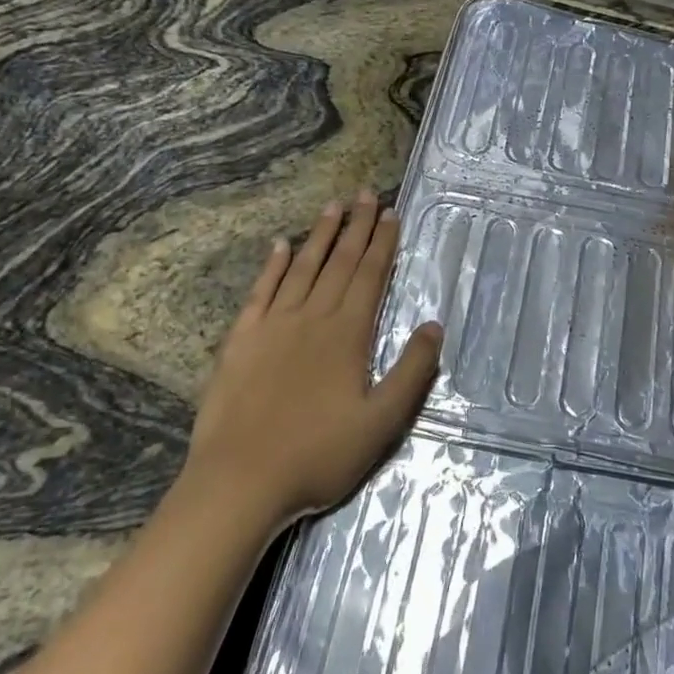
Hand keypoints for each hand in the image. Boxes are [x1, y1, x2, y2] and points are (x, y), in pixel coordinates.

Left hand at [184, 190, 441, 531]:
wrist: (240, 480)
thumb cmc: (318, 455)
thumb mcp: (381, 423)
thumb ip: (412, 372)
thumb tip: (433, 326)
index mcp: (347, 334)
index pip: (370, 276)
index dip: (383, 243)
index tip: (390, 213)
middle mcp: (312, 317)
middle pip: (340, 262)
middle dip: (357, 226)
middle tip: (367, 194)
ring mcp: (273, 325)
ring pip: (302, 268)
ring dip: (319, 235)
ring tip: (333, 206)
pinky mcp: (241, 339)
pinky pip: (261, 291)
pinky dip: (272, 266)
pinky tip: (280, 246)